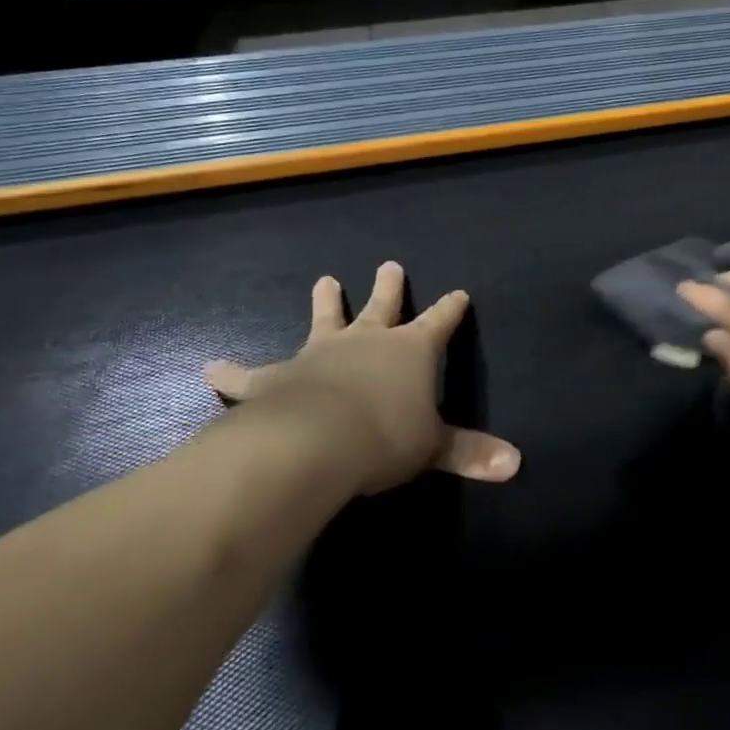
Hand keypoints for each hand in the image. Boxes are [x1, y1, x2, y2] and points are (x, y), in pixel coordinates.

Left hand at [205, 262, 520, 495]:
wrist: (314, 442)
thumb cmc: (384, 437)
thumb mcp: (433, 447)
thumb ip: (470, 453)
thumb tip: (517, 464)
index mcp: (409, 351)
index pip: (438, 323)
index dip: (450, 310)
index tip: (458, 293)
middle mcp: (365, 342)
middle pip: (381, 308)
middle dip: (388, 288)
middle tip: (389, 264)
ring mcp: (318, 355)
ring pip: (325, 321)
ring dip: (326, 302)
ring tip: (324, 280)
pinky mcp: (274, 378)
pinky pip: (250, 374)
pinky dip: (233, 372)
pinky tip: (211, 367)